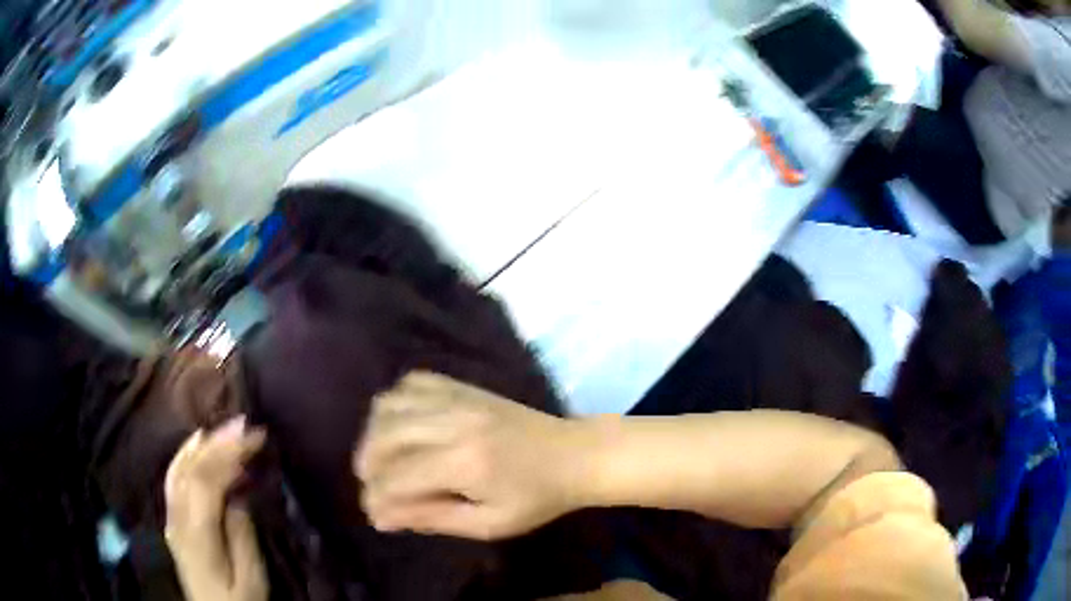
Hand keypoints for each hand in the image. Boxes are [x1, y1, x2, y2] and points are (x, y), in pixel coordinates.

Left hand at [164, 417, 267, 600]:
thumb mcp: (250, 578)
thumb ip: (241, 535)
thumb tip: (238, 494)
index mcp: (197, 534)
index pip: (207, 480)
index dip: (229, 452)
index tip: (257, 436)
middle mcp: (177, 517)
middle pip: (191, 468)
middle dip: (218, 441)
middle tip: (245, 423)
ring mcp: (171, 516)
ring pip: (179, 468)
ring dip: (201, 443)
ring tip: (223, 427)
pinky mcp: (173, 518)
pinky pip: (174, 477)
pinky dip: (185, 454)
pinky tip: (196, 445)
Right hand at [356, 372, 584, 540]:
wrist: (575, 455)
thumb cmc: (537, 498)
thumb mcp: (489, 524)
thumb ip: (433, 518)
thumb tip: (382, 517)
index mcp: (463, 463)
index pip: (396, 478)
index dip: (376, 498)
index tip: (376, 516)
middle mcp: (453, 422)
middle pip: (384, 437)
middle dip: (368, 467)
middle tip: (375, 490)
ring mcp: (458, 398)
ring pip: (390, 405)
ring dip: (374, 435)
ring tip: (382, 460)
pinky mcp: (464, 387)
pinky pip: (413, 382)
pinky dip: (395, 403)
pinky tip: (400, 425)